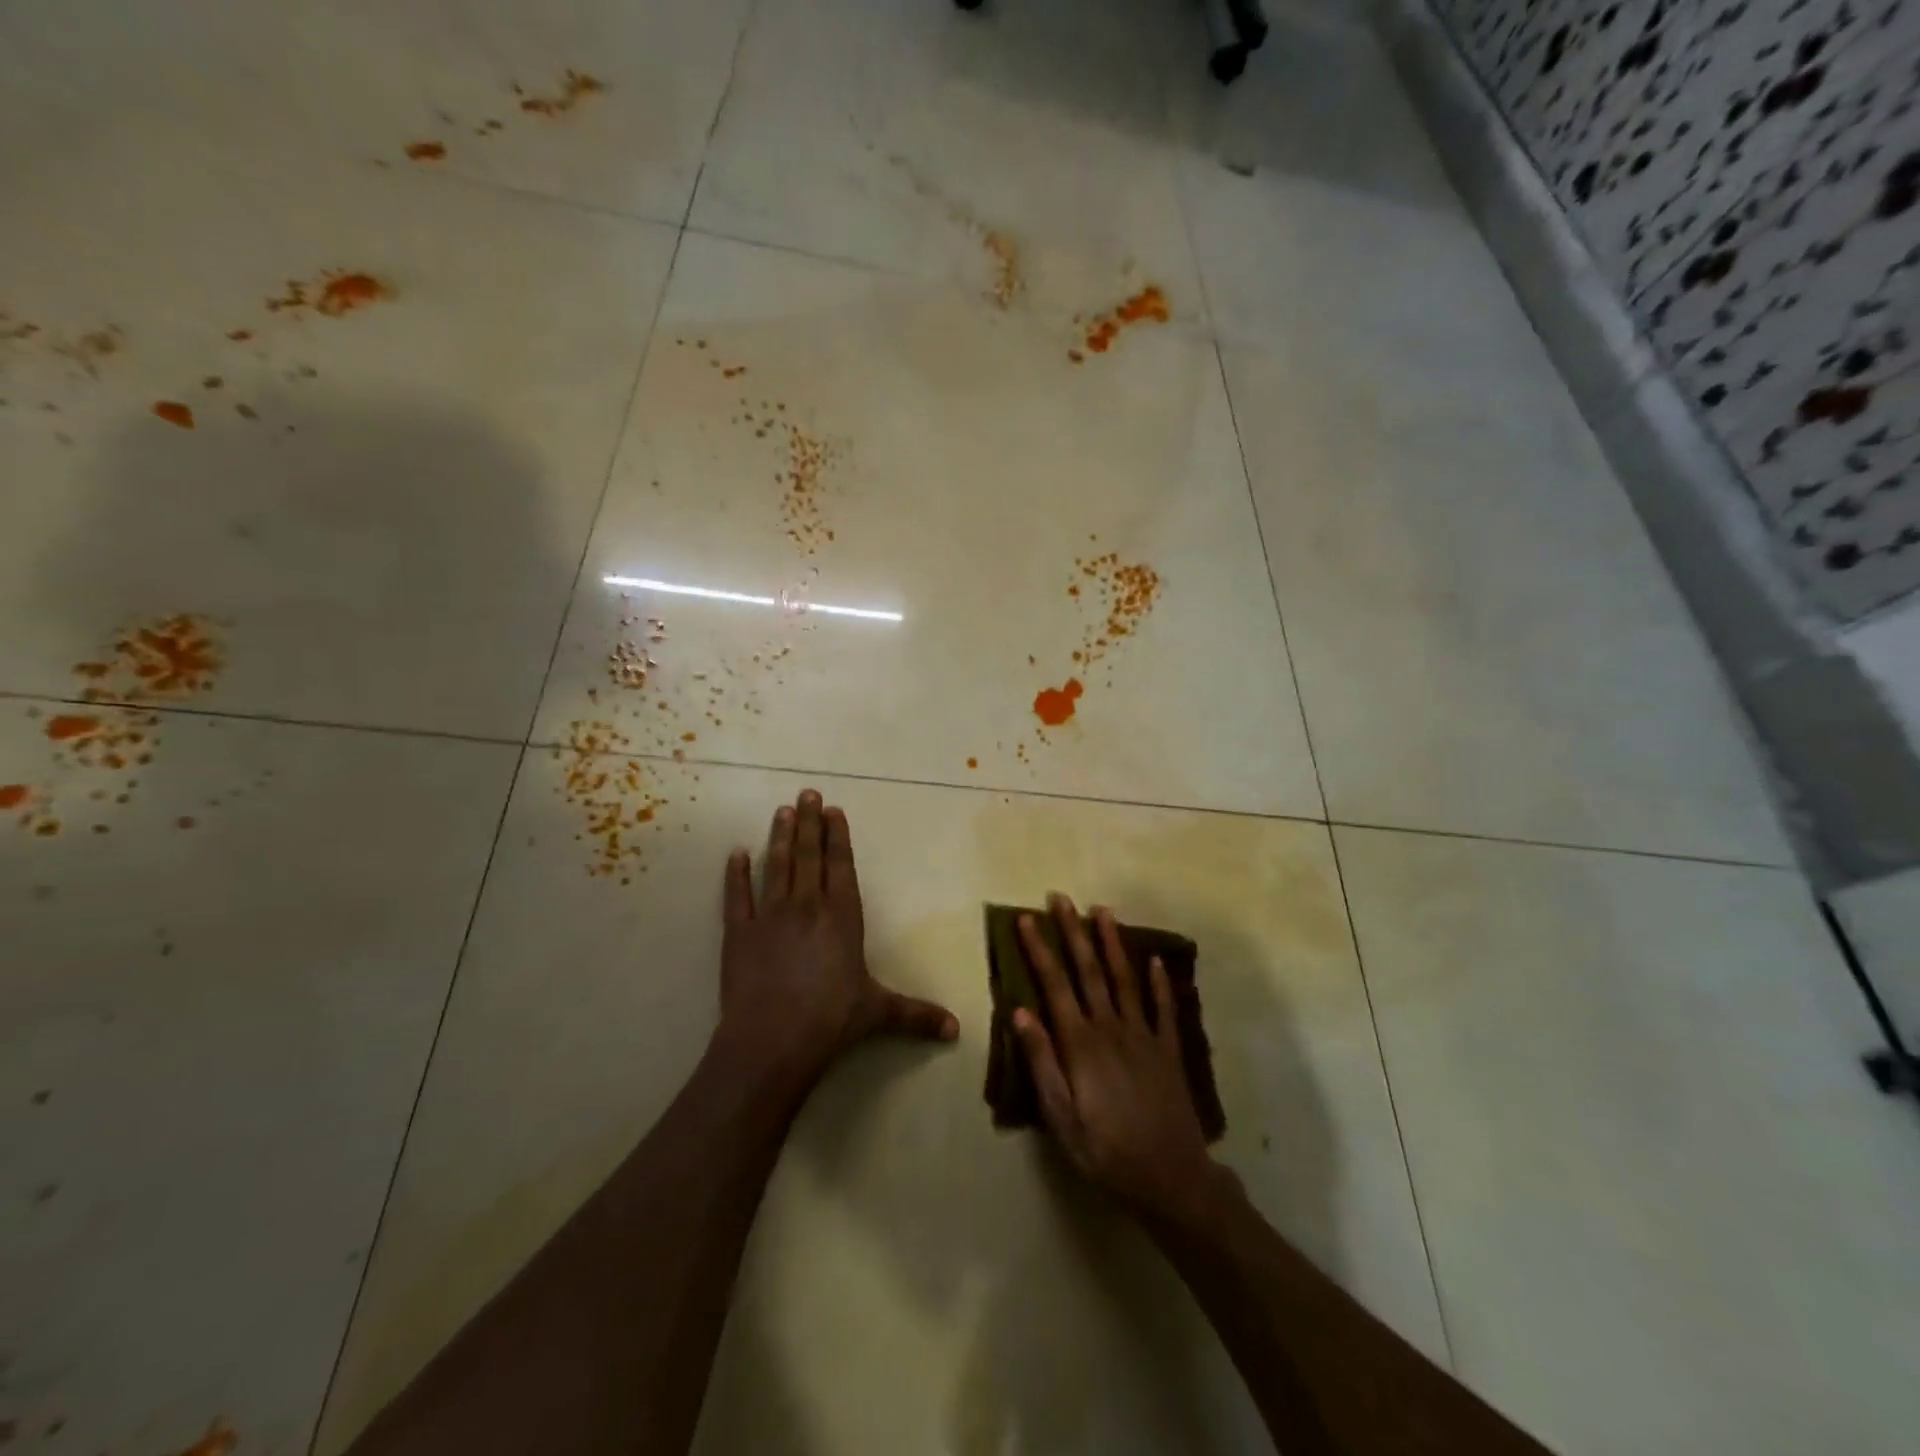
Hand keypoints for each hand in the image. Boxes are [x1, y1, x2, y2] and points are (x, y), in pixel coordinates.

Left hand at [715, 789, 957, 1086]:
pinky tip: (736, 853)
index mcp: (843, 917)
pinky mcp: (739, 933)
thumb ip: (917, 1015)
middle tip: (807, 793)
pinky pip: (737, 896)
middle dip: (809, 822)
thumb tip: (957, 1031)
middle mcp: (808, 906)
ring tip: (781, 811)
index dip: (837, 837)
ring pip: (777, 866)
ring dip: (780, 837)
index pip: (841, 866)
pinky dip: (736, 874)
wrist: (773, 1040)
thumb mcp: (879, 1013)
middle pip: (809, 856)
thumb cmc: (832, 1020)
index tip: (833, 811)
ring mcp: (771, 916)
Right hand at [1013, 895, 1223, 1221]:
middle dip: (1073, 932)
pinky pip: (1163, 1007)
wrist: (1171, 1179)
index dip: (1039, 950)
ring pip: (1125, 978)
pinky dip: (1159, 981)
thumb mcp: (1061, 1118)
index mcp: (1081, 1044)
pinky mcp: (1169, 1049)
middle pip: (1089, 971)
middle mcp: (1111, 1028)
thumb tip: (1020, 1011)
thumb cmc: (1106, 1152)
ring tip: (1102, 910)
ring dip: (1112, 942)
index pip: (1054, 986)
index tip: (1026, 919)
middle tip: (1061, 899)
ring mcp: (1144, 1035)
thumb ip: (1041, 1062)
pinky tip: (1155, 959)